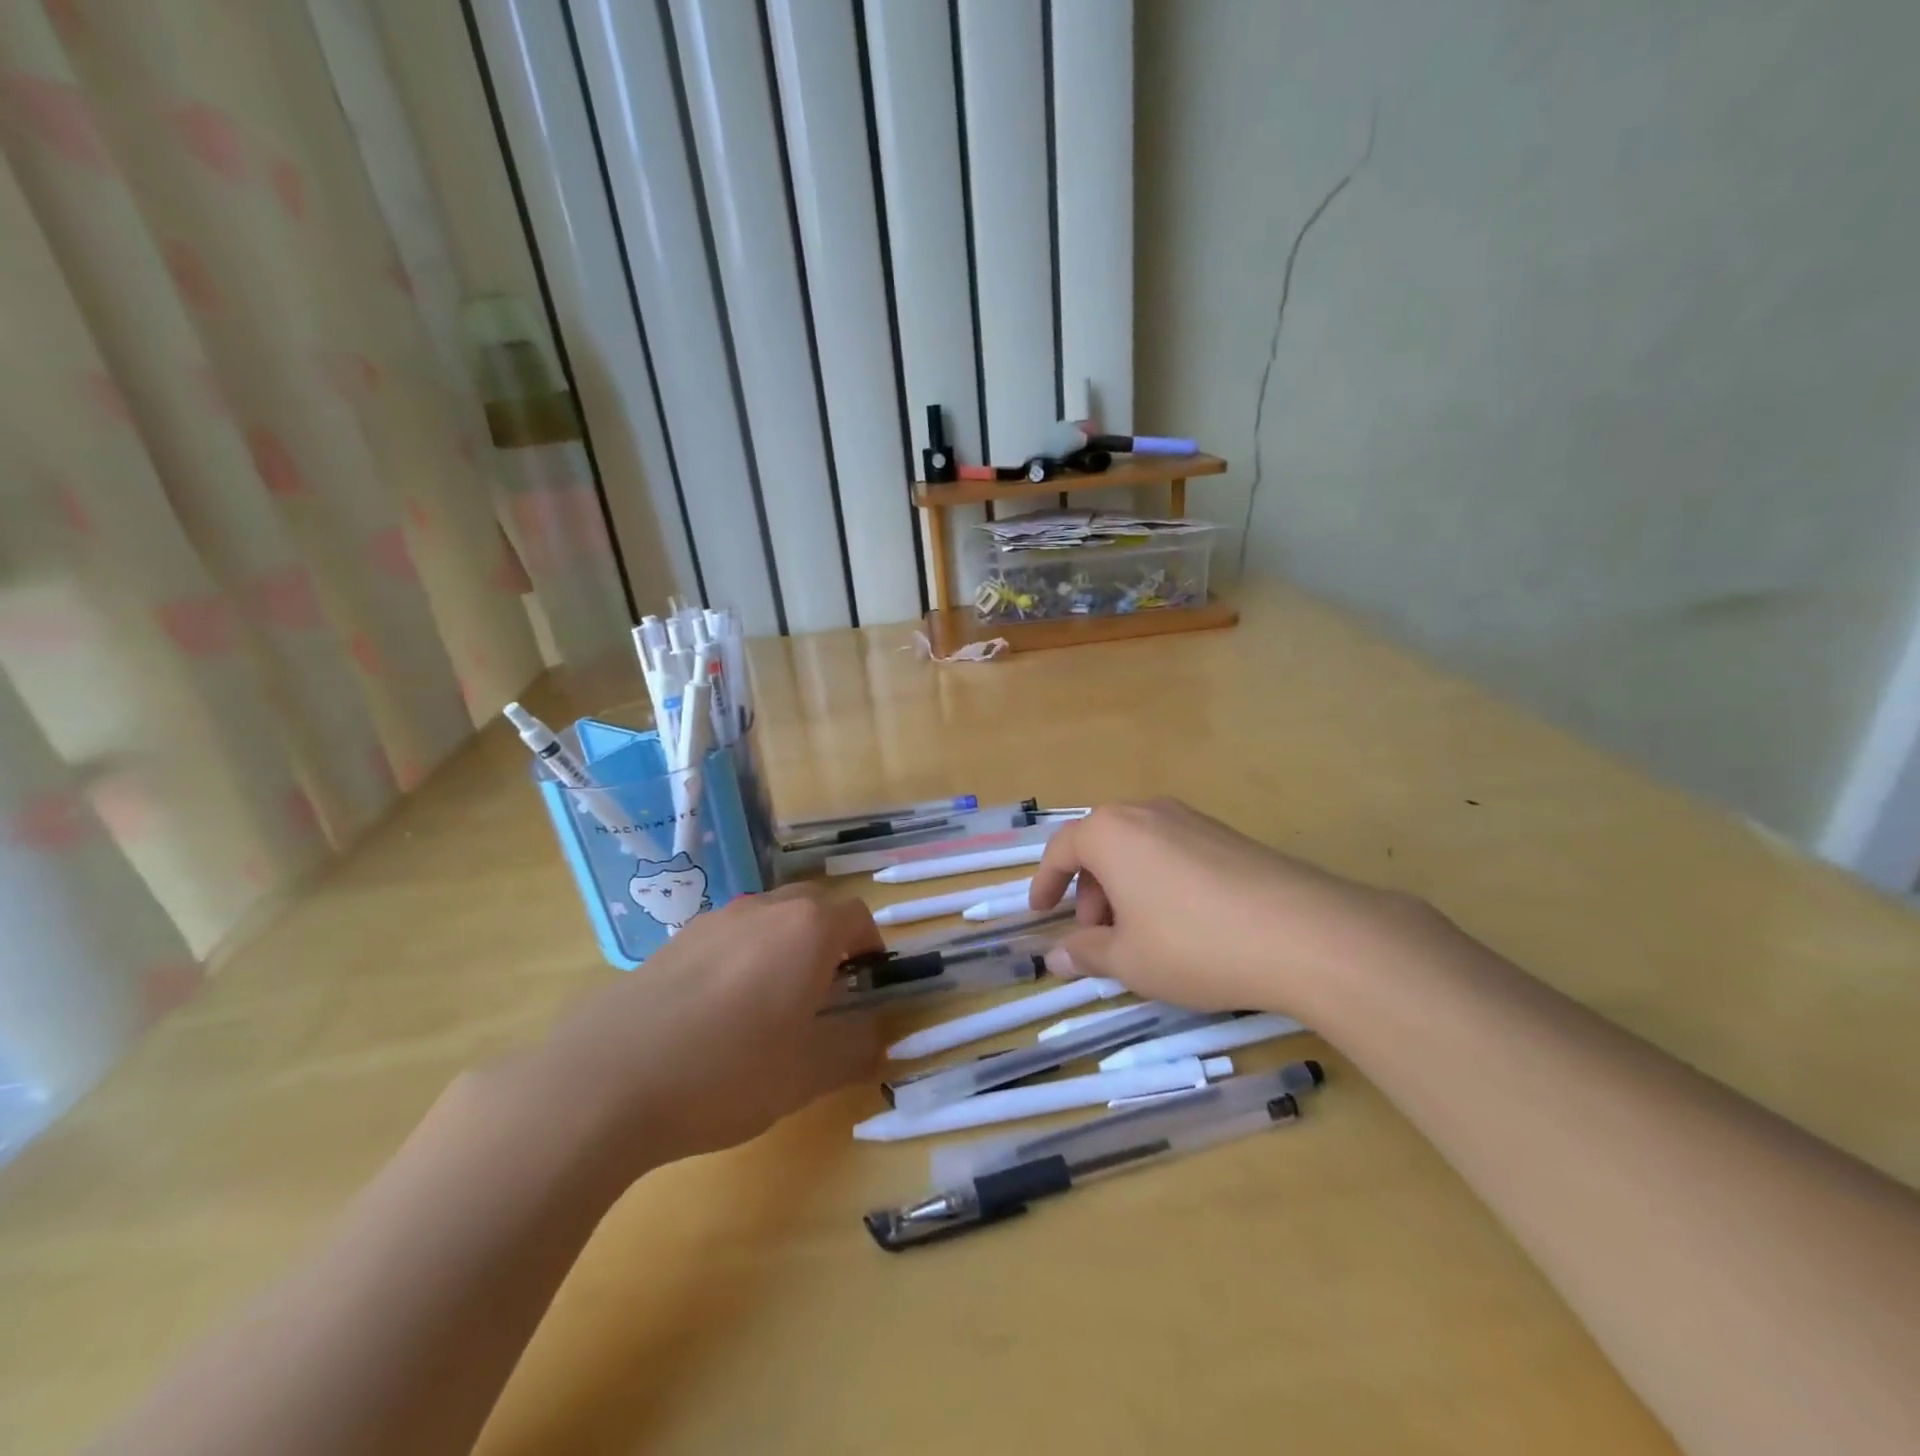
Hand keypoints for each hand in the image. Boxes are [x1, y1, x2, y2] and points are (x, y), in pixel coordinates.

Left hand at [529, 886, 883, 1172]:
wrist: (605, 1081)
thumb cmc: (727, 1072)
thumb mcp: (808, 1074)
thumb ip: (856, 1047)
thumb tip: (876, 1032)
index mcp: (807, 929)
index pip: (857, 917)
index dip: (871, 946)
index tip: (868, 981)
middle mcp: (763, 909)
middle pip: (813, 907)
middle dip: (830, 940)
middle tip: (826, 991)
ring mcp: (713, 921)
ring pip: (767, 918)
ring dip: (783, 946)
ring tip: (772, 1002)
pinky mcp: (672, 942)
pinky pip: (726, 936)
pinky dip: (741, 957)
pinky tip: (718, 1012)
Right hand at [1029, 799, 1432, 1017]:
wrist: (1305, 933)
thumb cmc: (1194, 944)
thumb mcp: (1129, 960)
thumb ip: (1087, 953)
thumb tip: (1057, 956)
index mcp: (1111, 832)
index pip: (1062, 849)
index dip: (1045, 883)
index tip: (1040, 912)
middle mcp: (1147, 812)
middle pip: (1101, 845)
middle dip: (1089, 890)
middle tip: (1096, 933)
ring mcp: (1192, 819)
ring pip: (1139, 849)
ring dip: (1125, 887)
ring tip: (1140, 934)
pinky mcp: (1228, 835)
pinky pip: (1174, 852)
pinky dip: (1159, 881)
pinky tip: (1183, 924)